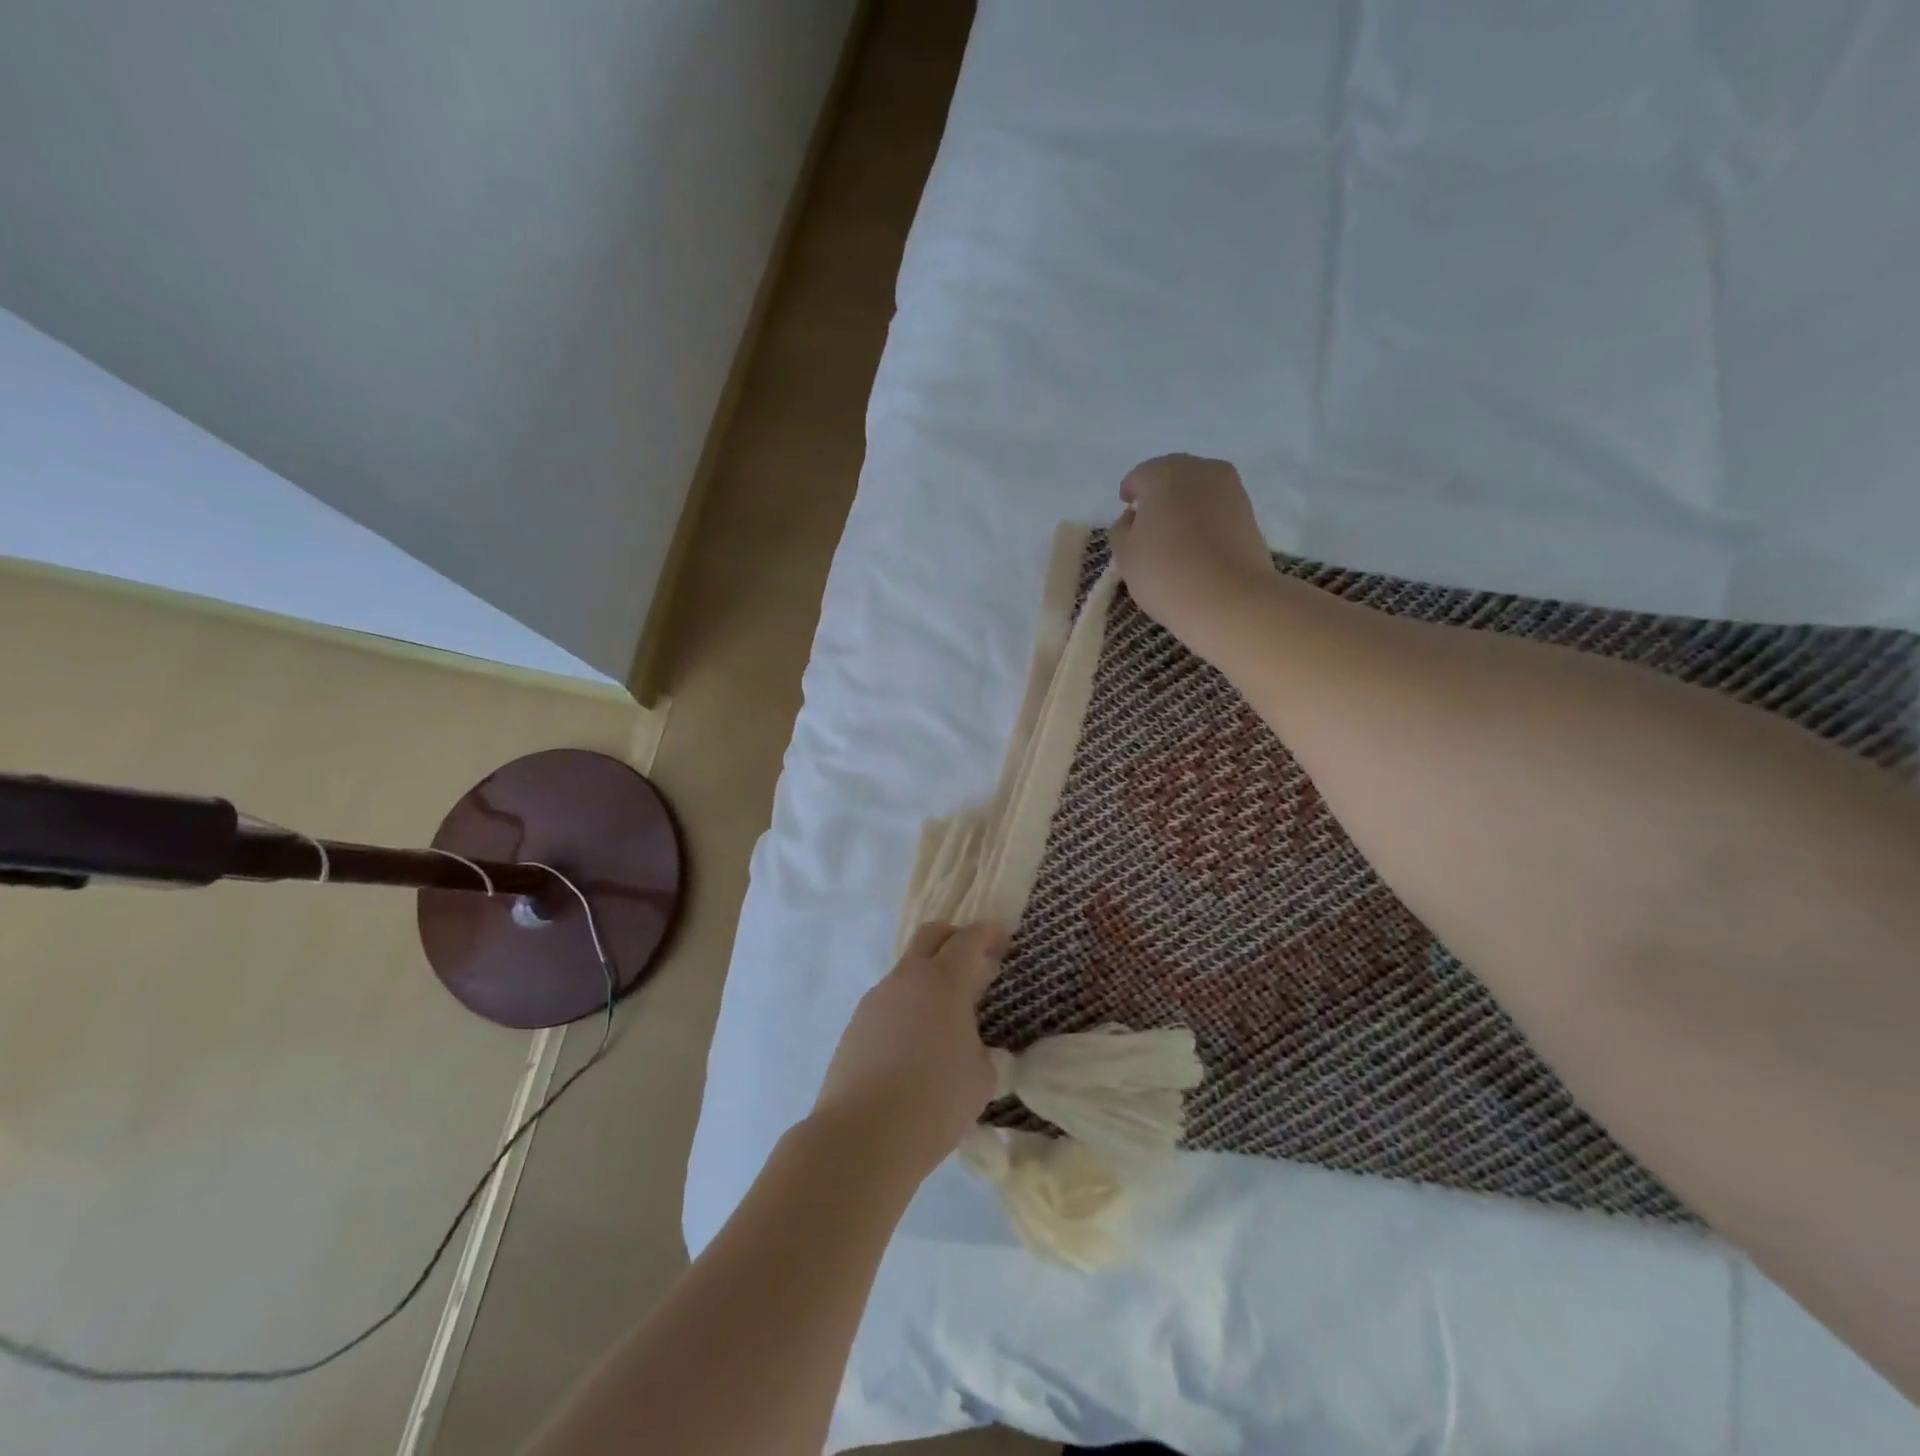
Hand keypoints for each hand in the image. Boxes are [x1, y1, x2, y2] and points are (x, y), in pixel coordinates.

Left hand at [810, 921, 1010, 1182]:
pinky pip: (889, 1002)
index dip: (989, 934)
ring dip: (929, 979)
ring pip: (907, 970)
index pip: (970, 938)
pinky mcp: (856, 1024)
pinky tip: (914, 1047)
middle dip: (955, 940)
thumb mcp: (980, 1077)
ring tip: (945, 1018)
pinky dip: (908, 1008)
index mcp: (944, 981)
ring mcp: (876, 999)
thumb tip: (967, 1043)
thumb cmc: (934, 1102)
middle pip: (931, 935)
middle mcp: (907, 978)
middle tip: (974, 965)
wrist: (862, 1135)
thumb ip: (979, 1047)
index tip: (1003, 941)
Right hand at [1111, 454, 1276, 662]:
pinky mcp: (1249, 511)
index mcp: (1163, 472)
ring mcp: (1230, 488)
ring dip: (1184, 507)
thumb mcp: (1124, 554)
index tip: (1127, 515)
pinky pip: (1216, 508)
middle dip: (1158, 497)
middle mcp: (1199, 469)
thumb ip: (1122, 528)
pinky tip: (1197, 545)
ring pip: (1197, 491)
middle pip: (1171, 477)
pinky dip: (1204, 520)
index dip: (1130, 496)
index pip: (1138, 477)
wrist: (1230, 598)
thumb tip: (1136, 517)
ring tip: (1174, 538)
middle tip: (1149, 526)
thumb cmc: (1166, 573)